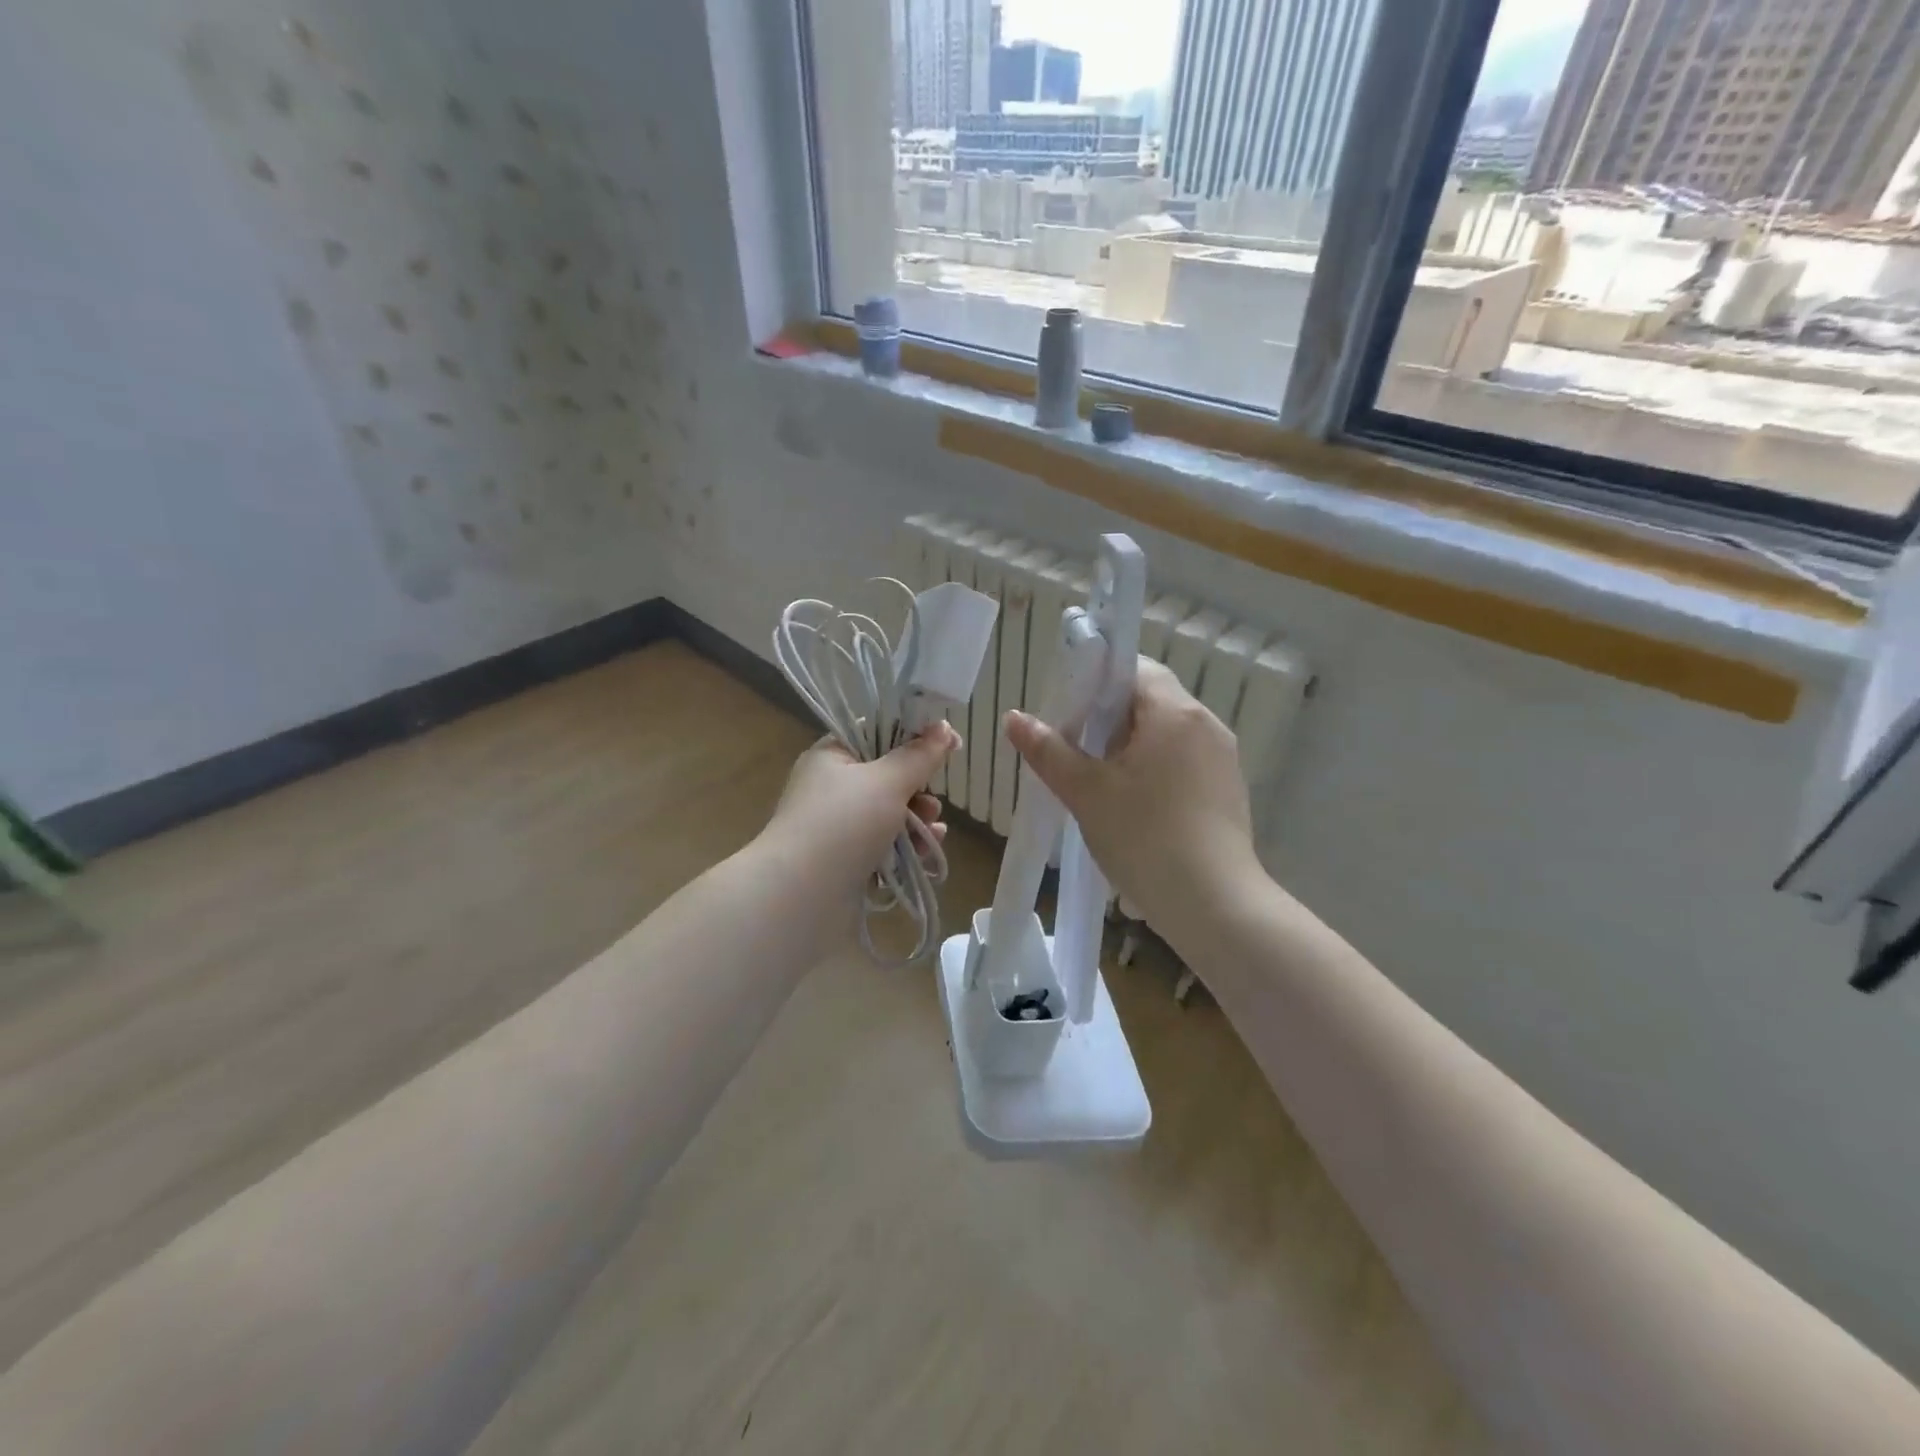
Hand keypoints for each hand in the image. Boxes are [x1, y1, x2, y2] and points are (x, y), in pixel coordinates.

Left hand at [762, 722, 959, 895]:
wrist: (800, 897)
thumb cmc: (842, 825)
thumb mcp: (887, 782)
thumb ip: (920, 755)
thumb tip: (945, 727)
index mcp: (832, 756)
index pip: (876, 733)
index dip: (913, 736)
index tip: (947, 744)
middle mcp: (832, 787)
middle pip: (888, 776)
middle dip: (918, 789)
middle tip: (930, 802)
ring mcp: (838, 826)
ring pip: (891, 813)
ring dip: (918, 820)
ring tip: (932, 831)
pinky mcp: (847, 860)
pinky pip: (885, 845)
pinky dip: (907, 846)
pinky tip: (926, 853)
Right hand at [1005, 658, 1264, 942]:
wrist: (1214, 905)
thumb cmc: (1145, 838)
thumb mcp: (1086, 792)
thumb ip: (1048, 750)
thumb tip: (1014, 718)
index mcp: (1175, 712)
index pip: (1133, 668)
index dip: (1095, 683)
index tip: (1069, 714)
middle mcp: (1206, 724)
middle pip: (1150, 700)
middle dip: (1108, 720)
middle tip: (1076, 752)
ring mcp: (1223, 758)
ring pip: (1166, 734)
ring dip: (1131, 747)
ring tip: (1100, 783)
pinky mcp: (1228, 790)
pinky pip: (1184, 761)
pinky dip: (1155, 769)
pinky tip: (1136, 807)